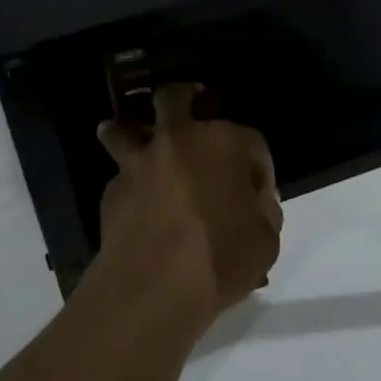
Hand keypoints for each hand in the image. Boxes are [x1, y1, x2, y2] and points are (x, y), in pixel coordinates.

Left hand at [95, 84, 281, 331]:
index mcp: (224, 143)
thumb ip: (262, 208)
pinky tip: (133, 198)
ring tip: (133, 137)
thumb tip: (252, 196)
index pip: (250, 140)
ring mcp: (141, 158)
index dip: (257, 164)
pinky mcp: (114, 184)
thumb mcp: (265, 240)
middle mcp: (179, 138)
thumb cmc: (221, 259)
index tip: (256, 188)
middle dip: (183, 99)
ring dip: (130, 130)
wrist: (155, 282)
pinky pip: (120, 172)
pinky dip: (127, 180)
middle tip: (187, 112)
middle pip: (176, 98)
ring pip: (127, 127)